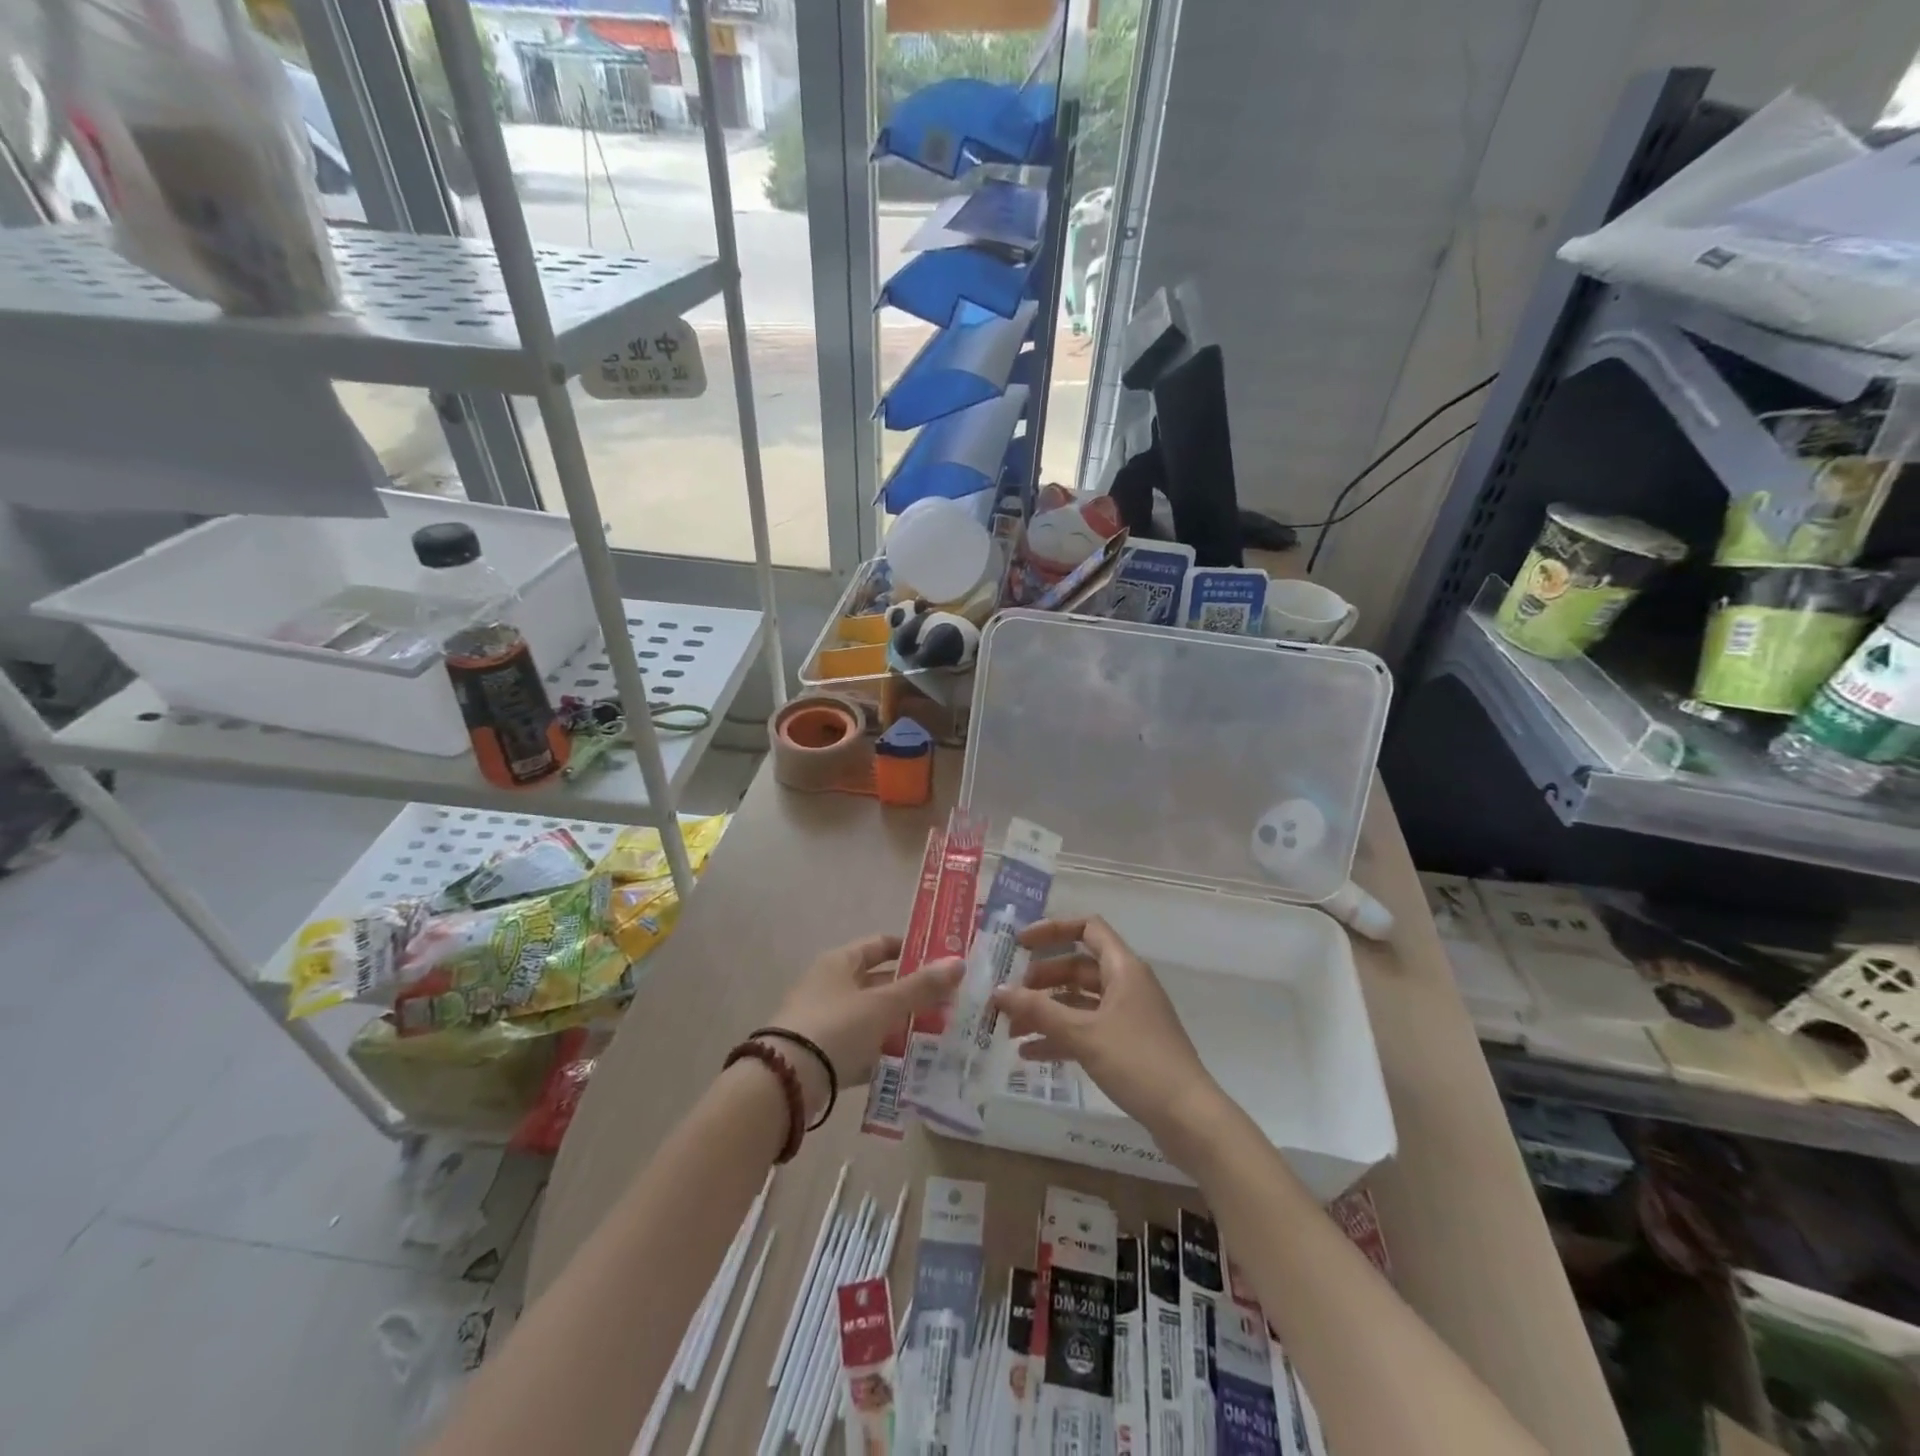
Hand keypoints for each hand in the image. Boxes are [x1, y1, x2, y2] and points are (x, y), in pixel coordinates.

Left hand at [766, 933, 961, 1119]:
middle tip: (948, 1003)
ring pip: (871, 1016)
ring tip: (936, 1034)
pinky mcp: (821, 1055)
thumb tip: (959, 962)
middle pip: (877, 983)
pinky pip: (859, 1046)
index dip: (910, 950)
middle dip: (911, 992)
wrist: (785, 1081)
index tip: (941, 961)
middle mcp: (829, 985)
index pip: (880, 945)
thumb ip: (921, 987)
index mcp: (840, 962)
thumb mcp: (883, 1005)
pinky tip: (906, 1063)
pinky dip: (881, 1051)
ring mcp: (823, 1020)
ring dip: (899, 1023)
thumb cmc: (836, 1027)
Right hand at [991, 916, 1224, 1149]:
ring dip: (1046, 1011)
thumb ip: (1038, 1010)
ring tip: (1011, 1029)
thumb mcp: (1082, 1033)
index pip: (1086, 928)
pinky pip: (1087, 1029)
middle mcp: (1127, 984)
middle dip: (1041, 980)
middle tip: (1010, 997)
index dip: (1052, 930)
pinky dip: (1061, 1036)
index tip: (1019, 945)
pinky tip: (1031, 1054)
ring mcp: (1129, 1016)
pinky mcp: (1128, 1045)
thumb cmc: (1137, 1061)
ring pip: (1080, 1001)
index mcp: (1123, 968)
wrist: (1188, 1117)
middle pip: (1078, 967)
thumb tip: (998, 991)